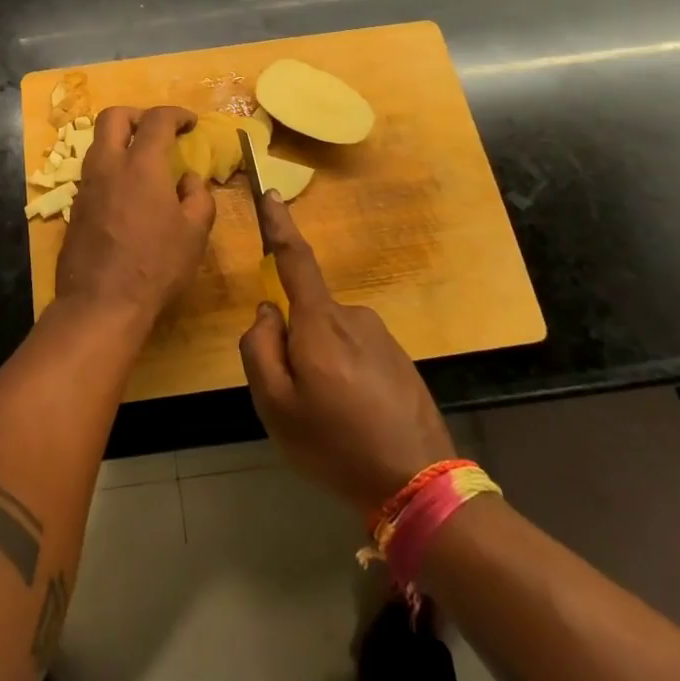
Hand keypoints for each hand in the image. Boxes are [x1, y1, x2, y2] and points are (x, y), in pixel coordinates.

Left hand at [54, 106, 214, 332]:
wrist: (101, 303)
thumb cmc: (156, 266)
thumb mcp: (195, 233)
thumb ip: (198, 196)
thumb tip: (188, 179)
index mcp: (141, 165)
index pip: (157, 120)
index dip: (176, 114)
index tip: (190, 123)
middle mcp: (108, 165)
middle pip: (113, 117)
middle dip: (138, 115)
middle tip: (158, 131)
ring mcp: (86, 185)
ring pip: (98, 144)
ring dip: (121, 142)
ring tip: (144, 162)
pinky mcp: (75, 207)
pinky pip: (93, 172)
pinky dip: (111, 168)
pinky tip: (127, 193)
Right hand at [238, 194, 453, 517]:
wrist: (420, 486)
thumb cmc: (336, 444)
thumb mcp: (276, 406)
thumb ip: (259, 349)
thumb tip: (267, 312)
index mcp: (321, 322)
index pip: (295, 260)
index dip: (280, 226)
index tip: (272, 194)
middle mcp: (354, 317)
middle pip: (308, 314)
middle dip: (296, 344)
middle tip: (300, 401)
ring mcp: (382, 338)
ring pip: (332, 338)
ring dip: (323, 365)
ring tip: (332, 419)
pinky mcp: (401, 360)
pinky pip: (357, 355)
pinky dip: (347, 378)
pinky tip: (357, 421)